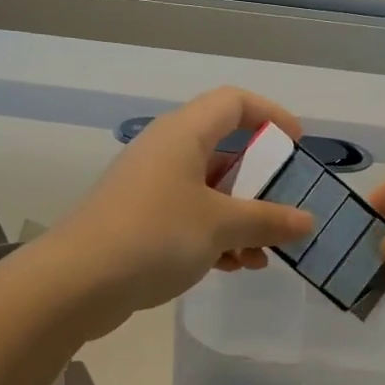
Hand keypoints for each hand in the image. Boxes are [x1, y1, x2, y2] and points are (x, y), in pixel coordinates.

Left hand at [49, 88, 314, 334]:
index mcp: (184, 134)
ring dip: (241, 219)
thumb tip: (307, 221)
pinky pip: (189, 217)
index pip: (234, 102)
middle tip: (285, 210)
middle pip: (224, 150)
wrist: (77, 282)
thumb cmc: (155, 235)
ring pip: (209, 191)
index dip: (270, 115)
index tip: (297, 146)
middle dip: (260, 184)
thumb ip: (268, 220)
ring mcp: (150, 187)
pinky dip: (215, 235)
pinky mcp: (139, 220)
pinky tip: (233, 266)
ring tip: (263, 255)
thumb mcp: (221, 226)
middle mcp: (166, 152)